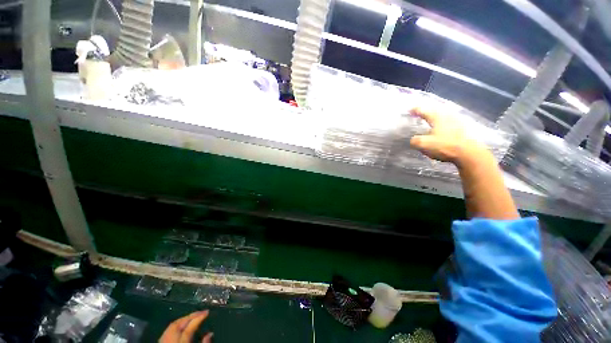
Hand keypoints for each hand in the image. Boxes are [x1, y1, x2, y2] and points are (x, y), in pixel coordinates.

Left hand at [159, 311, 212, 342]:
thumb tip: (210, 333)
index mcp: (179, 342)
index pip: (189, 327)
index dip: (198, 318)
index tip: (207, 311)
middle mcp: (169, 339)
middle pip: (178, 324)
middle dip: (190, 316)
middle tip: (201, 312)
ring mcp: (162, 340)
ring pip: (172, 326)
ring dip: (183, 319)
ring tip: (193, 316)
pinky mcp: (160, 341)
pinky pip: (167, 331)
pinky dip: (176, 326)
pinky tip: (182, 326)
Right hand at [409, 106, 483, 163]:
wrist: (468, 153)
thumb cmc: (444, 146)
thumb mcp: (423, 144)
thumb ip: (415, 140)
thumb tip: (413, 139)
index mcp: (436, 117)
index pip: (423, 110)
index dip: (415, 110)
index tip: (409, 110)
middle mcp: (447, 115)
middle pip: (435, 110)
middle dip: (426, 110)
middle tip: (419, 113)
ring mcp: (457, 121)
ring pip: (443, 115)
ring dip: (435, 116)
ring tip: (430, 119)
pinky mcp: (463, 128)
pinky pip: (449, 121)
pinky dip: (443, 122)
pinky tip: (442, 127)